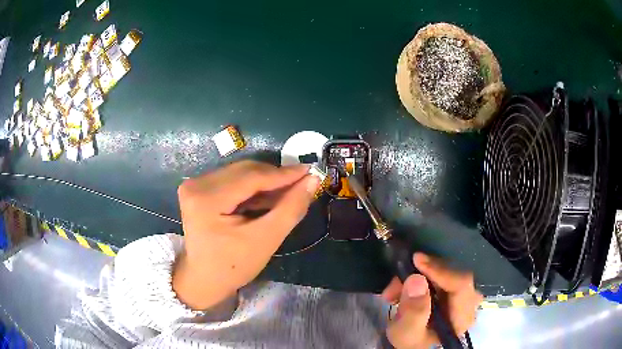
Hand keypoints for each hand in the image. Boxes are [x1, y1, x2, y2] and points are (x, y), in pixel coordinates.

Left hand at [173, 160, 319, 309]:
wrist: (203, 280)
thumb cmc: (232, 267)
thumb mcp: (265, 240)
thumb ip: (290, 209)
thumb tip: (311, 180)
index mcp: (206, 198)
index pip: (251, 176)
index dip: (283, 173)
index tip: (310, 172)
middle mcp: (196, 184)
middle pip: (244, 171)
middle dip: (275, 177)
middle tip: (302, 183)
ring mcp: (195, 185)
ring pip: (239, 174)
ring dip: (265, 183)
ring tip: (288, 192)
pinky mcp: (198, 189)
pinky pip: (231, 181)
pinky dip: (252, 188)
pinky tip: (268, 198)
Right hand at [381, 253, 482, 348]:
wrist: (412, 342)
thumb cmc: (410, 340)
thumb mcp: (406, 333)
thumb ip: (412, 312)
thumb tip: (417, 279)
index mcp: (463, 317)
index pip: (461, 285)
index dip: (440, 271)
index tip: (416, 261)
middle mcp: (469, 302)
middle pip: (454, 275)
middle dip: (424, 273)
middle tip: (396, 282)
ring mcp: (464, 293)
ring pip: (447, 270)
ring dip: (419, 274)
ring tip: (394, 289)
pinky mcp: (455, 287)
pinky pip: (442, 272)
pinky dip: (422, 274)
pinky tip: (404, 287)